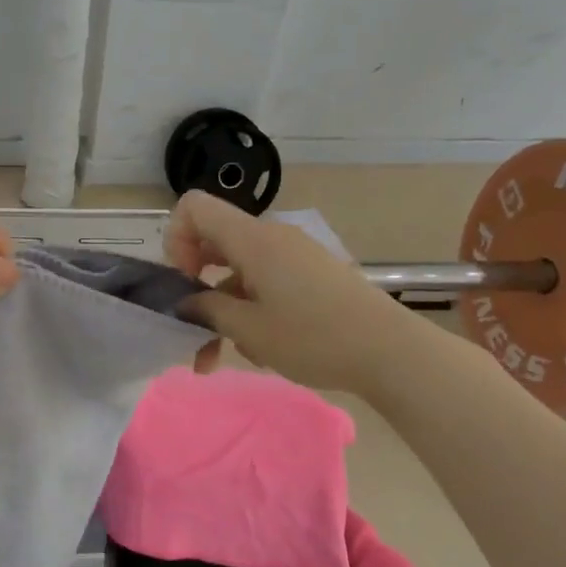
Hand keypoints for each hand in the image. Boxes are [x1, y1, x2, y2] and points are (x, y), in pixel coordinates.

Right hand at [166, 190, 396, 390]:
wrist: (390, 351)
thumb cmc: (313, 337)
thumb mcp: (249, 329)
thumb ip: (206, 310)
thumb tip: (185, 302)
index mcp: (252, 239)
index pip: (194, 207)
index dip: (175, 239)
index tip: (184, 282)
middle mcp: (271, 236)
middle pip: (214, 242)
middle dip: (195, 285)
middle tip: (192, 327)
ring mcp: (293, 254)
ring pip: (239, 271)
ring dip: (222, 308)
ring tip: (220, 358)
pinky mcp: (311, 274)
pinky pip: (265, 281)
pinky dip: (250, 309)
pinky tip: (259, 349)